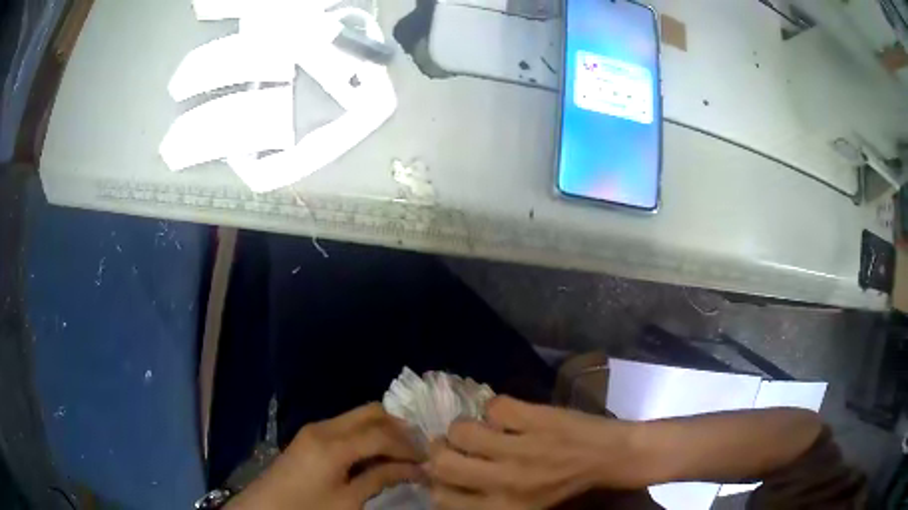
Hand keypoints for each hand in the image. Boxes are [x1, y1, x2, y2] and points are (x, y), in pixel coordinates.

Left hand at [227, 403, 422, 509]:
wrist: (263, 509)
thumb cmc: (307, 509)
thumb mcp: (348, 501)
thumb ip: (380, 478)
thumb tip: (414, 468)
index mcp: (333, 444)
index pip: (382, 434)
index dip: (409, 446)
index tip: (430, 459)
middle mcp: (324, 427)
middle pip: (371, 413)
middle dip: (399, 428)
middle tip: (419, 449)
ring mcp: (314, 430)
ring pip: (358, 417)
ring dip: (383, 430)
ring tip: (403, 452)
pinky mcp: (309, 438)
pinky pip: (346, 427)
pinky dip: (366, 435)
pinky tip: (377, 453)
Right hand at [426, 396, 645, 509]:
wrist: (610, 457)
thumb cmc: (565, 486)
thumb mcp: (523, 505)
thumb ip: (484, 498)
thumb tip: (443, 479)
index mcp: (502, 507)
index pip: (442, 498)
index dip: (434, 481)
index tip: (439, 470)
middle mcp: (505, 482)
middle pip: (442, 463)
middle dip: (439, 450)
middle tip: (450, 444)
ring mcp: (520, 448)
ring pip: (462, 430)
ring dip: (465, 426)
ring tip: (480, 427)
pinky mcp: (535, 419)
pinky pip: (495, 405)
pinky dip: (497, 408)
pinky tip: (511, 416)